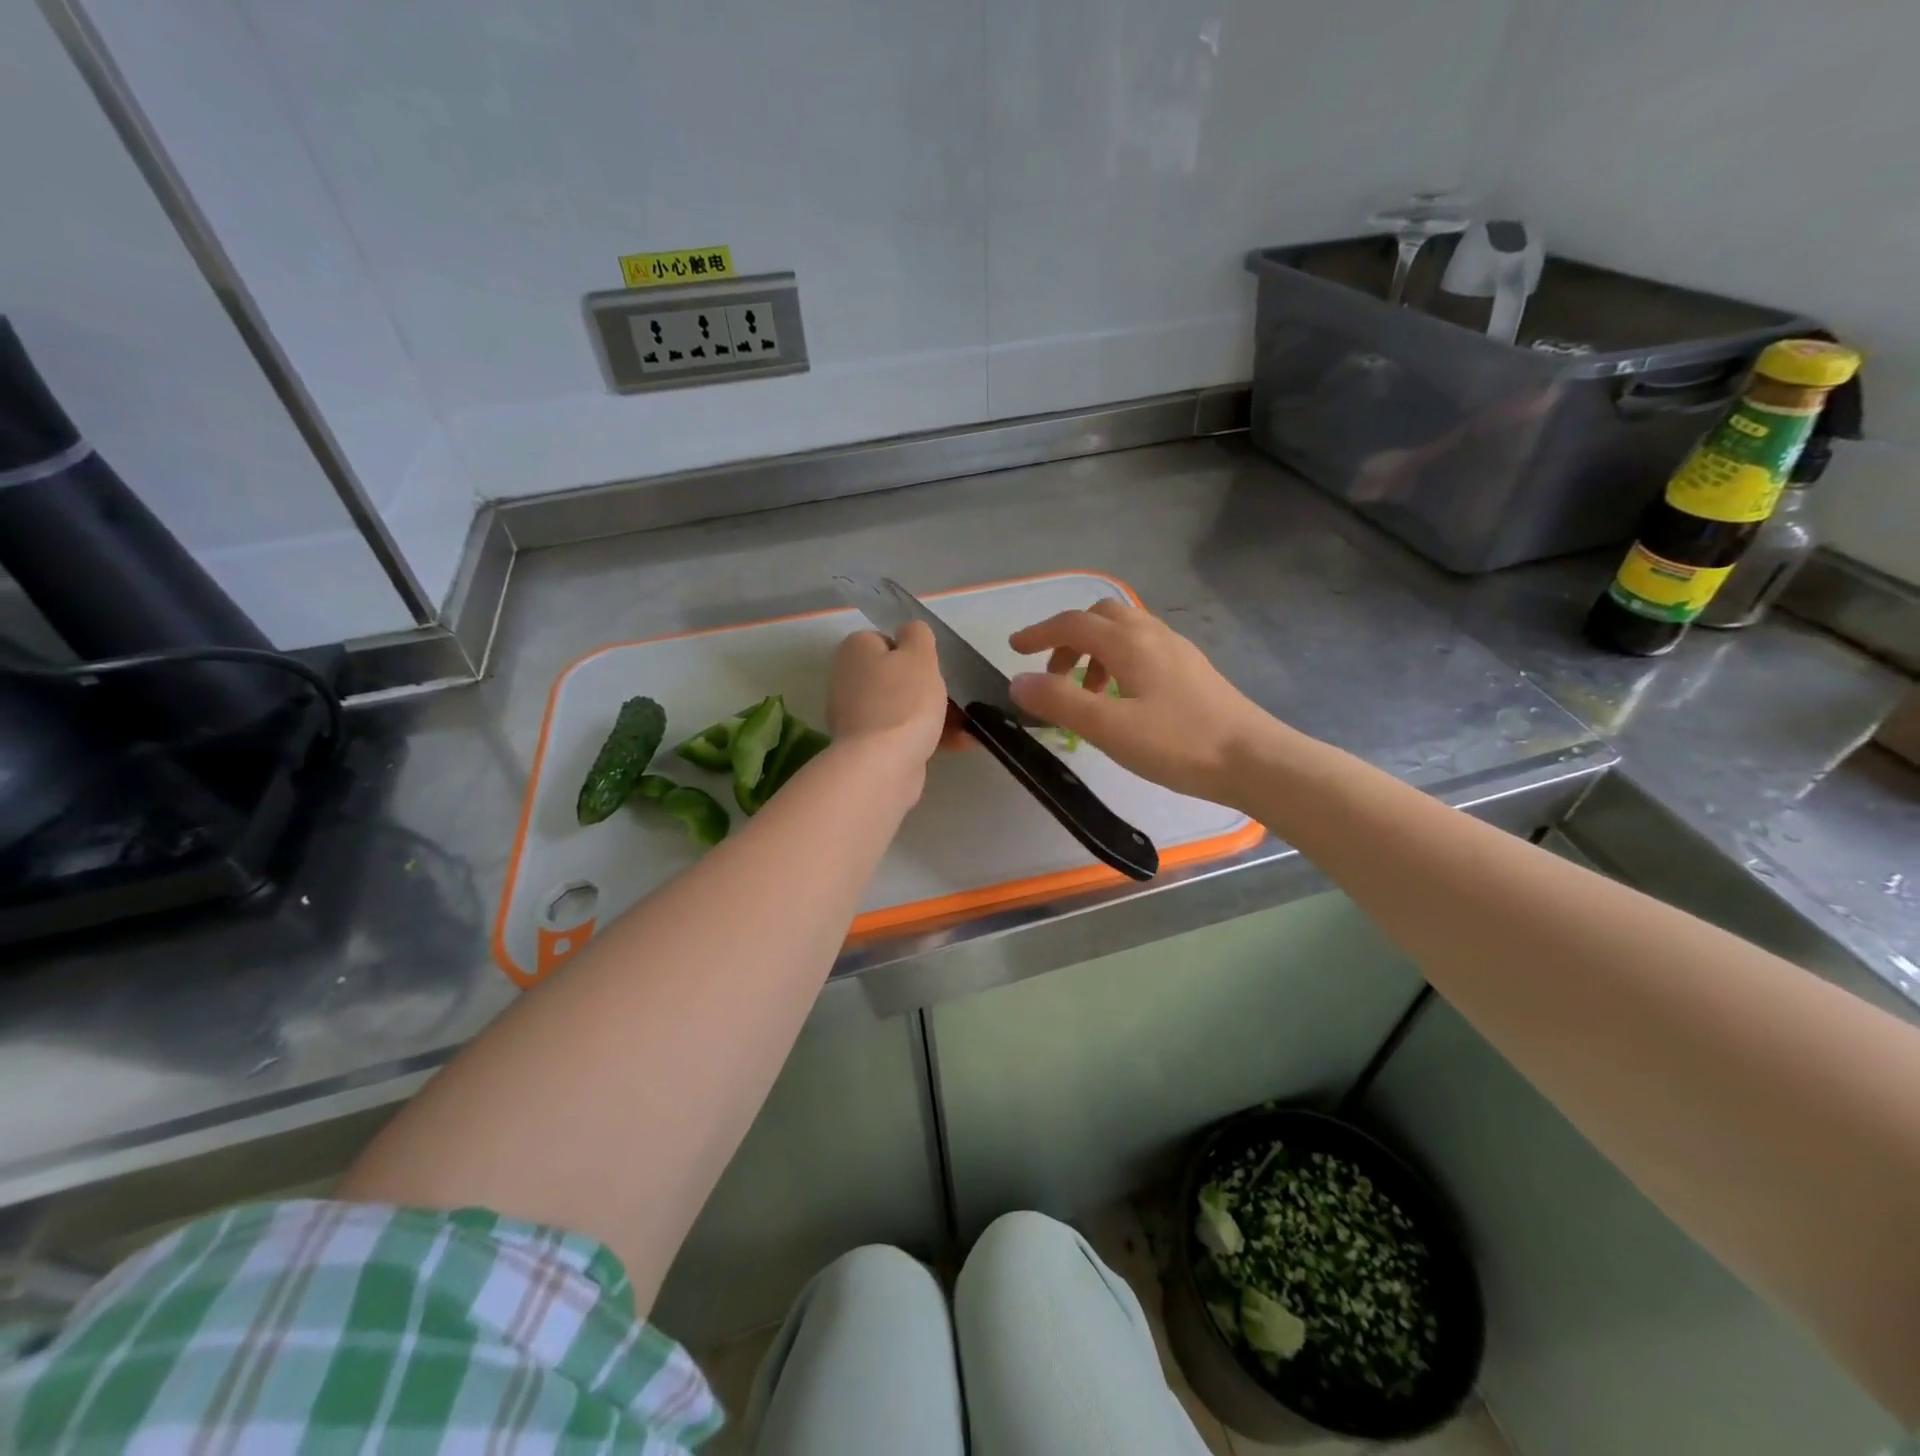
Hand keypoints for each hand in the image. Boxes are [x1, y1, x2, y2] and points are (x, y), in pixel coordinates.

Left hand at [827, 622, 957, 784]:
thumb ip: (917, 634)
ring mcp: (856, 716)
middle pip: (896, 676)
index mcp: (855, 651)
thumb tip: (909, 632)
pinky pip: (903, 733)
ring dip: (936, 714)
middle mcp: (848, 680)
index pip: (887, 640)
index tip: (932, 669)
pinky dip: (928, 736)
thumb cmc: (903, 701)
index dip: (914, 653)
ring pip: (903, 707)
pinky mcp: (868, 747)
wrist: (883, 766)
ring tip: (967, 726)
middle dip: (928, 688)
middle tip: (953, 698)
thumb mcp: (919, 655)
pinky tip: (960, 744)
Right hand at [1008, 600, 1290, 802]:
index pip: (1073, 624)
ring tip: (1085, 694)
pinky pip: (1143, 650)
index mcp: (1130, 642)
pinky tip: (1122, 700)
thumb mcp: (1109, 727)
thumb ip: (1060, 702)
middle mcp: (1153, 635)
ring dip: (1094, 652)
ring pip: (1124, 632)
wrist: (1253, 759)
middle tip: (1052, 675)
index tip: (1014, 649)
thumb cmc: (1178, 743)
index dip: (1039, 633)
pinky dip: (1118, 662)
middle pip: (1100, 617)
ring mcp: (1177, 650)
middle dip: (1068, 638)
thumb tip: (1018, 682)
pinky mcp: (1192, 670)